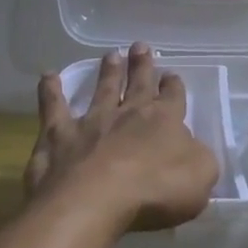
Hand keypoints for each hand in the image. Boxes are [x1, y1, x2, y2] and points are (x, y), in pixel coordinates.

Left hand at [26, 44, 218, 231]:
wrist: (96, 200)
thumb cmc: (155, 191)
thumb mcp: (200, 178)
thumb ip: (200, 159)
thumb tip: (193, 149)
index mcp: (164, 121)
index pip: (173, 97)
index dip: (174, 86)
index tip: (172, 76)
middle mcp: (128, 113)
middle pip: (138, 83)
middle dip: (142, 65)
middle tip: (140, 47)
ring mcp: (91, 121)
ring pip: (101, 89)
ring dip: (108, 72)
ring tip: (111, 55)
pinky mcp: (59, 135)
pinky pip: (53, 107)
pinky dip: (50, 91)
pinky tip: (48, 76)